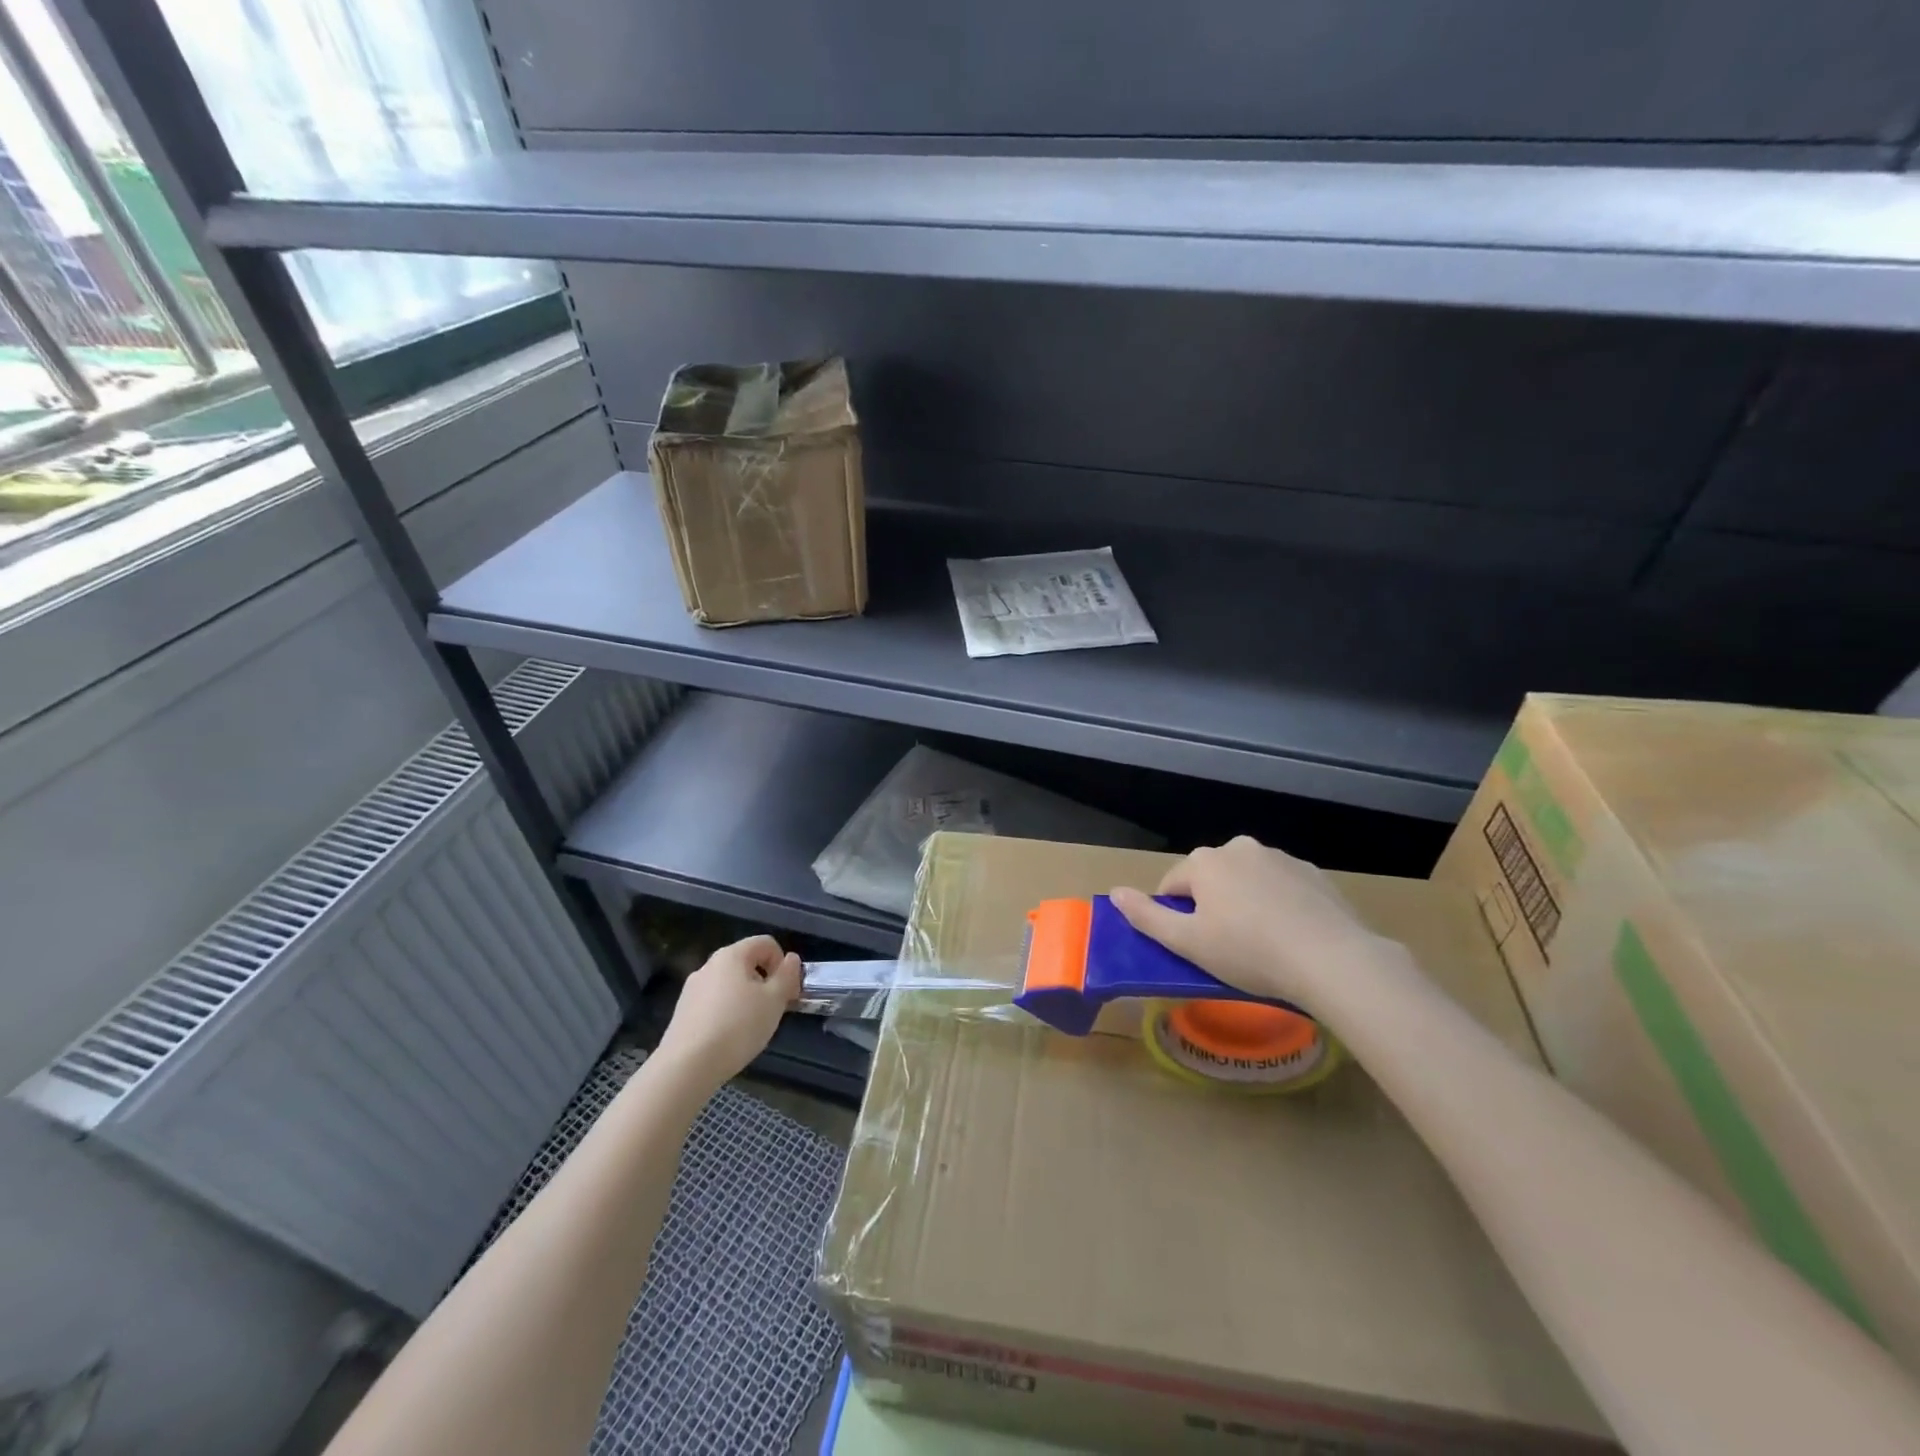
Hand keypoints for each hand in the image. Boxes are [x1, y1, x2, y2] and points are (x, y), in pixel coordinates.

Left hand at [657, 935, 800, 1088]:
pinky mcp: (683, 1012)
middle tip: (774, 1010)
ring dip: (747, 998)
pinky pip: (714, 1003)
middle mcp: (709, 965)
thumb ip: (787, 975)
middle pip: (747, 963)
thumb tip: (791, 959)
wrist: (687, 1067)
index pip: (766, 943)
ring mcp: (692, 989)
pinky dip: (727, 1013)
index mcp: (732, 955)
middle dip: (765, 982)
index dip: (783, 963)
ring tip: (751, 1027)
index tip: (788, 991)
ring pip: (730, 985)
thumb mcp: (775, 1000)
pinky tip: (729, 1038)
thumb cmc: (738, 1027)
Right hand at [1109, 837, 1389, 1009]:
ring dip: (1245, 903)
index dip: (1175, 917)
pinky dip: (1278, 905)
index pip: (1172, 885)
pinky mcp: (1313, 873)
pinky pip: (1282, 887)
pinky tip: (1291, 936)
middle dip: (1212, 906)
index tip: (1193, 946)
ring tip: (1262, 944)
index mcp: (1205, 862)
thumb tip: (1114, 893)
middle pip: (1211, 879)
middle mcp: (1239, 848)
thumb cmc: (1249, 952)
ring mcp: (1280, 858)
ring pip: (1247, 880)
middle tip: (1226, 948)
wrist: (1332, 959)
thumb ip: (1146, 916)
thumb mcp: (1188, 943)